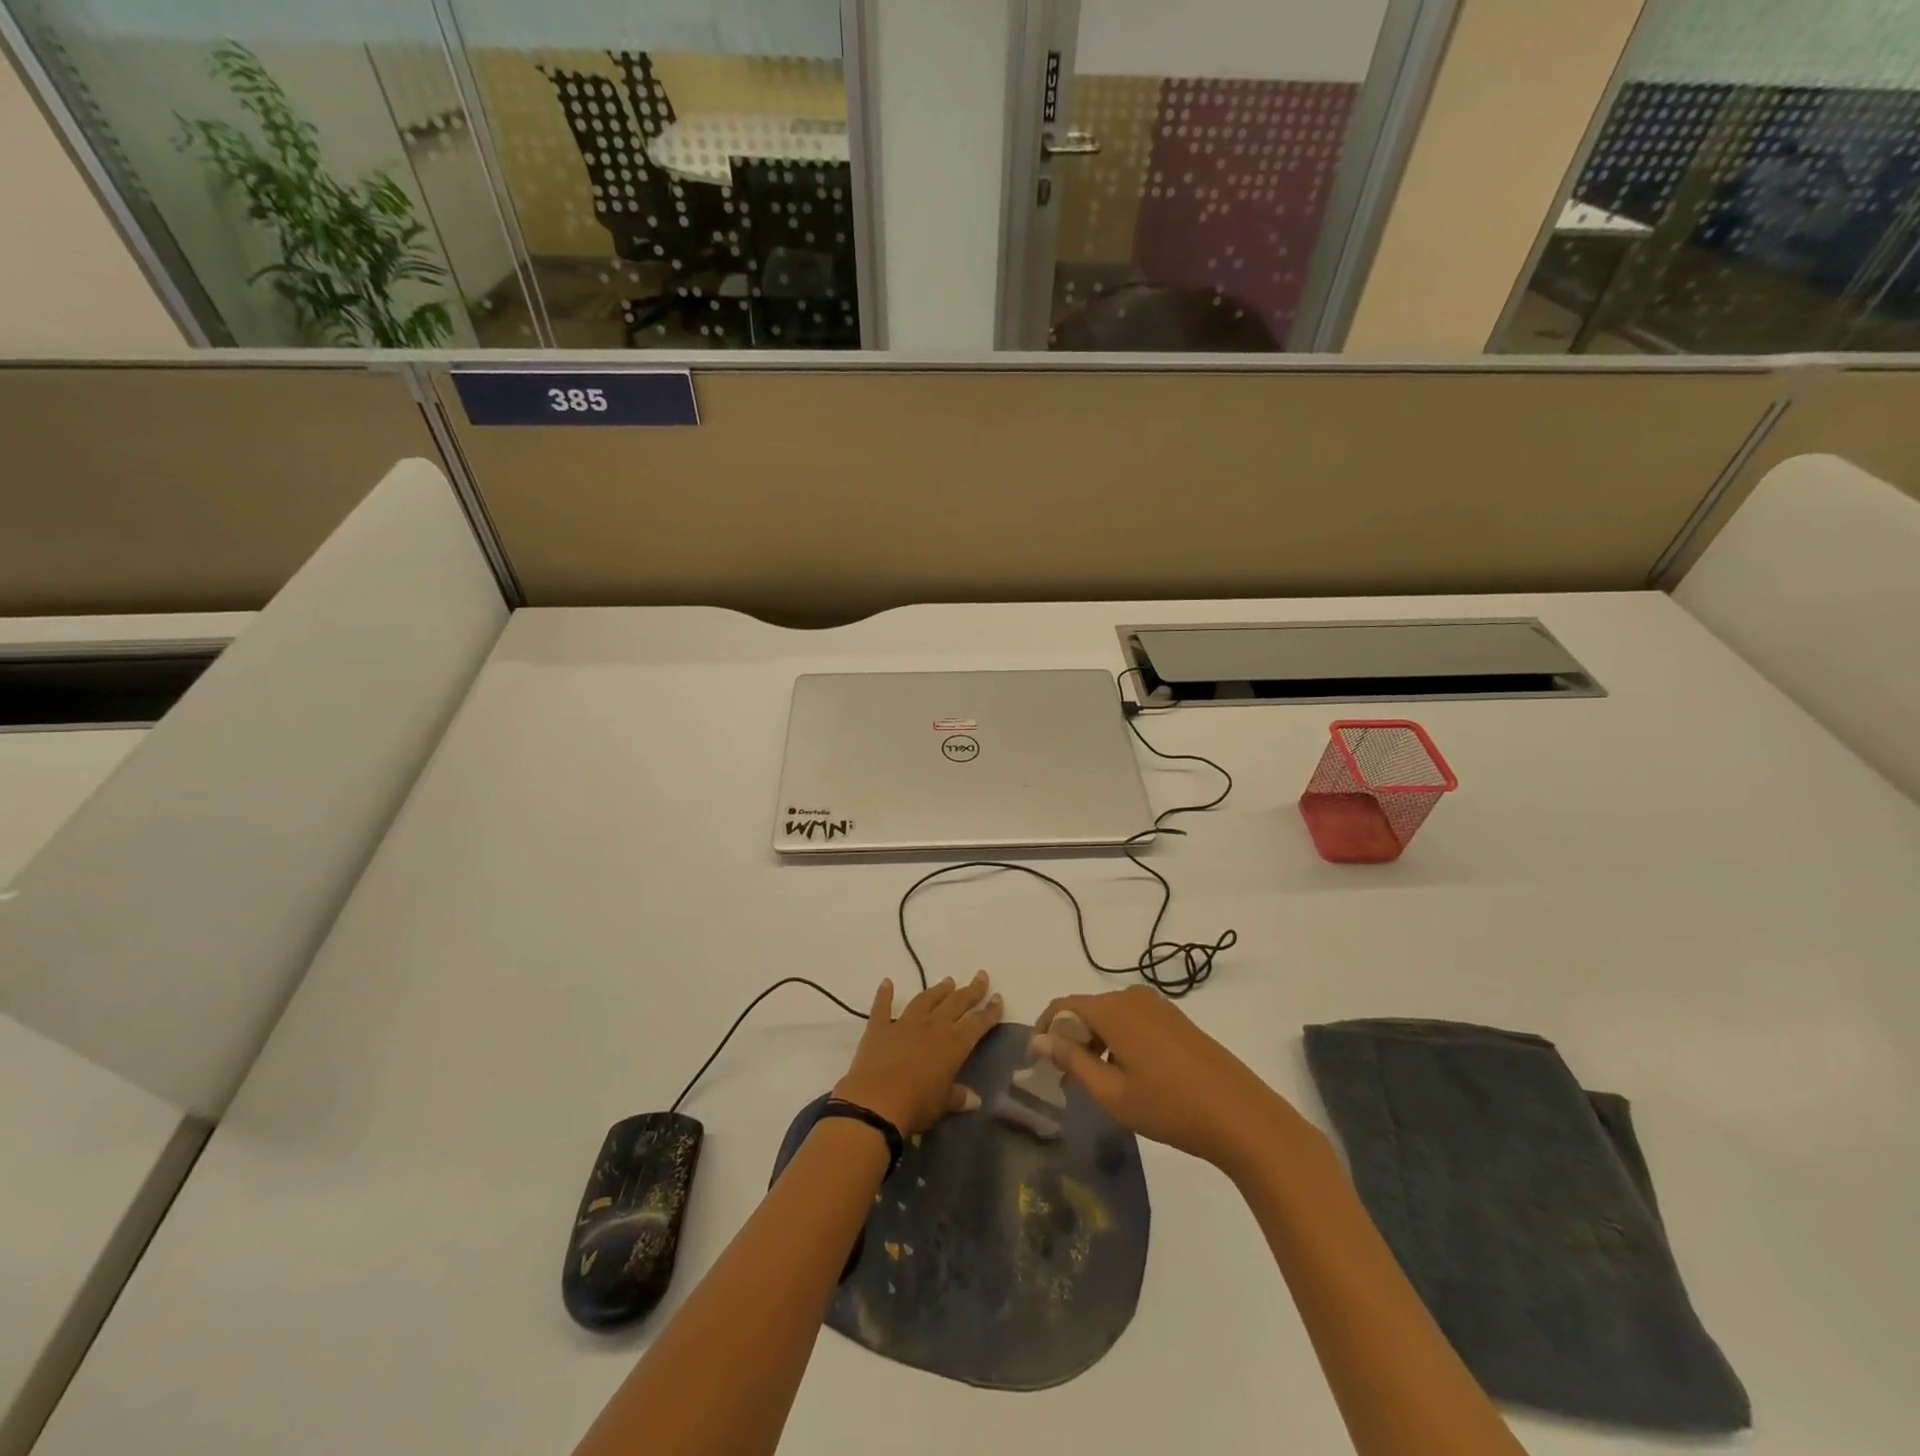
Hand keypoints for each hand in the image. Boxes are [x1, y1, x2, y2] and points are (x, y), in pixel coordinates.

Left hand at [834, 972, 1001, 1134]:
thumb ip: (958, 1097)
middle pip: (956, 1003)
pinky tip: (887, 982)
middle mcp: (933, 1026)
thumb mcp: (943, 1105)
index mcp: (954, 1044)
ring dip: (938, 990)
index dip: (990, 1011)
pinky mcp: (879, 1028)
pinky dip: (885, 993)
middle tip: (981, 976)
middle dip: (971, 990)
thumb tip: (975, 1099)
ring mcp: (905, 1023)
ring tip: (948, 980)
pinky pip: (882, 1006)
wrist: (876, 1102)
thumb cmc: (916, 1105)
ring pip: (926, 999)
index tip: (998, 997)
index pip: (978, 1023)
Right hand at [1034, 986, 1314, 1174]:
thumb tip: (1040, 1041)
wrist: (1241, 1116)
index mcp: (1113, 1010)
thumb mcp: (1112, 1092)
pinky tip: (1127, 1073)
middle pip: (1087, 1008)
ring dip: (1095, 1040)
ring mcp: (1158, 1006)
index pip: (1063, 1006)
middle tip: (1064, 1077)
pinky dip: (1118, 1039)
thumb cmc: (1169, 1107)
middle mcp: (1132, 997)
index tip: (1037, 1059)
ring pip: (1110, 1015)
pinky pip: (1133, 1019)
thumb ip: (1073, 1061)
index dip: (1045, 1029)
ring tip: (1095, 1079)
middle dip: (1070, 1037)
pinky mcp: (1176, 1019)